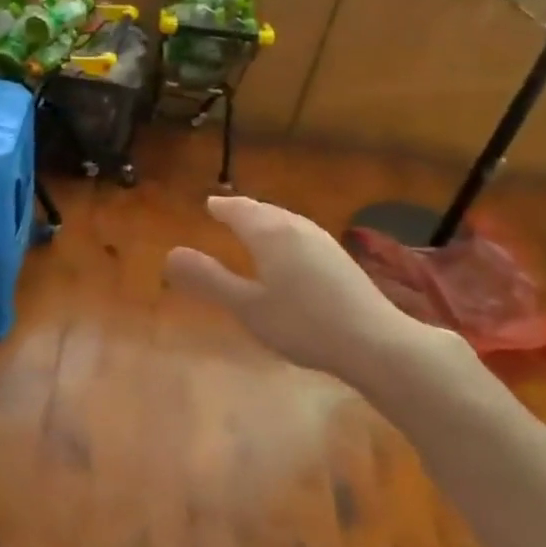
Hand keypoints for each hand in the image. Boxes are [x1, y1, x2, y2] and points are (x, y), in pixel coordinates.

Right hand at [165, 196, 459, 402]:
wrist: (375, 342)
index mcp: (270, 234)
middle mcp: (297, 228)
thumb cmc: (303, 324)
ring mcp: (323, 242)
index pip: (239, 210)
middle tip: (227, 209)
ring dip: (266, 218)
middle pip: (265, 210)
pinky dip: (284, 232)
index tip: (210, 204)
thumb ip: (209, 280)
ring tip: (254, 224)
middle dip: (244, 209)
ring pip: (286, 220)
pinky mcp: (341, 259)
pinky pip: (301, 233)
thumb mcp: (247, 307)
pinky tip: (290, 251)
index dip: (222, 207)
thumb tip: (170, 253)